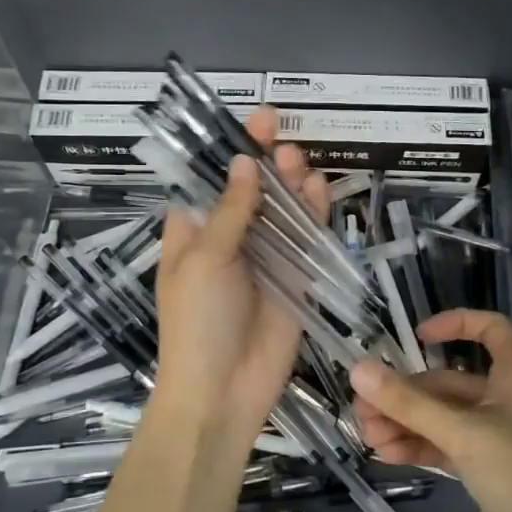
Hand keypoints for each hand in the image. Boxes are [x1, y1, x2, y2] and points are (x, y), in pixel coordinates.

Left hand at [151, 106, 328, 451]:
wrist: (222, 391)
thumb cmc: (197, 321)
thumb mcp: (205, 259)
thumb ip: (231, 210)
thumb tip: (244, 162)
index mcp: (194, 232)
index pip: (212, 180)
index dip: (230, 150)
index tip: (254, 120)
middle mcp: (230, 240)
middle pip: (252, 190)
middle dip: (266, 162)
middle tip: (281, 140)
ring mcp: (264, 258)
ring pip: (282, 210)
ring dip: (290, 182)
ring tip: (298, 160)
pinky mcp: (295, 278)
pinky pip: (305, 239)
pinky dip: (312, 214)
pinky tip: (318, 188)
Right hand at [350, 309, 511, 511]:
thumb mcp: (464, 433)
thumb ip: (409, 404)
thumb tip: (358, 369)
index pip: (490, 329)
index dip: (455, 324)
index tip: (415, 337)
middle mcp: (507, 401)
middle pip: (450, 382)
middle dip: (407, 393)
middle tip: (363, 407)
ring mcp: (498, 439)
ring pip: (444, 418)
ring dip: (406, 423)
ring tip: (367, 436)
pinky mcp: (489, 472)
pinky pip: (447, 448)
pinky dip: (419, 447)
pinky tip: (387, 455)